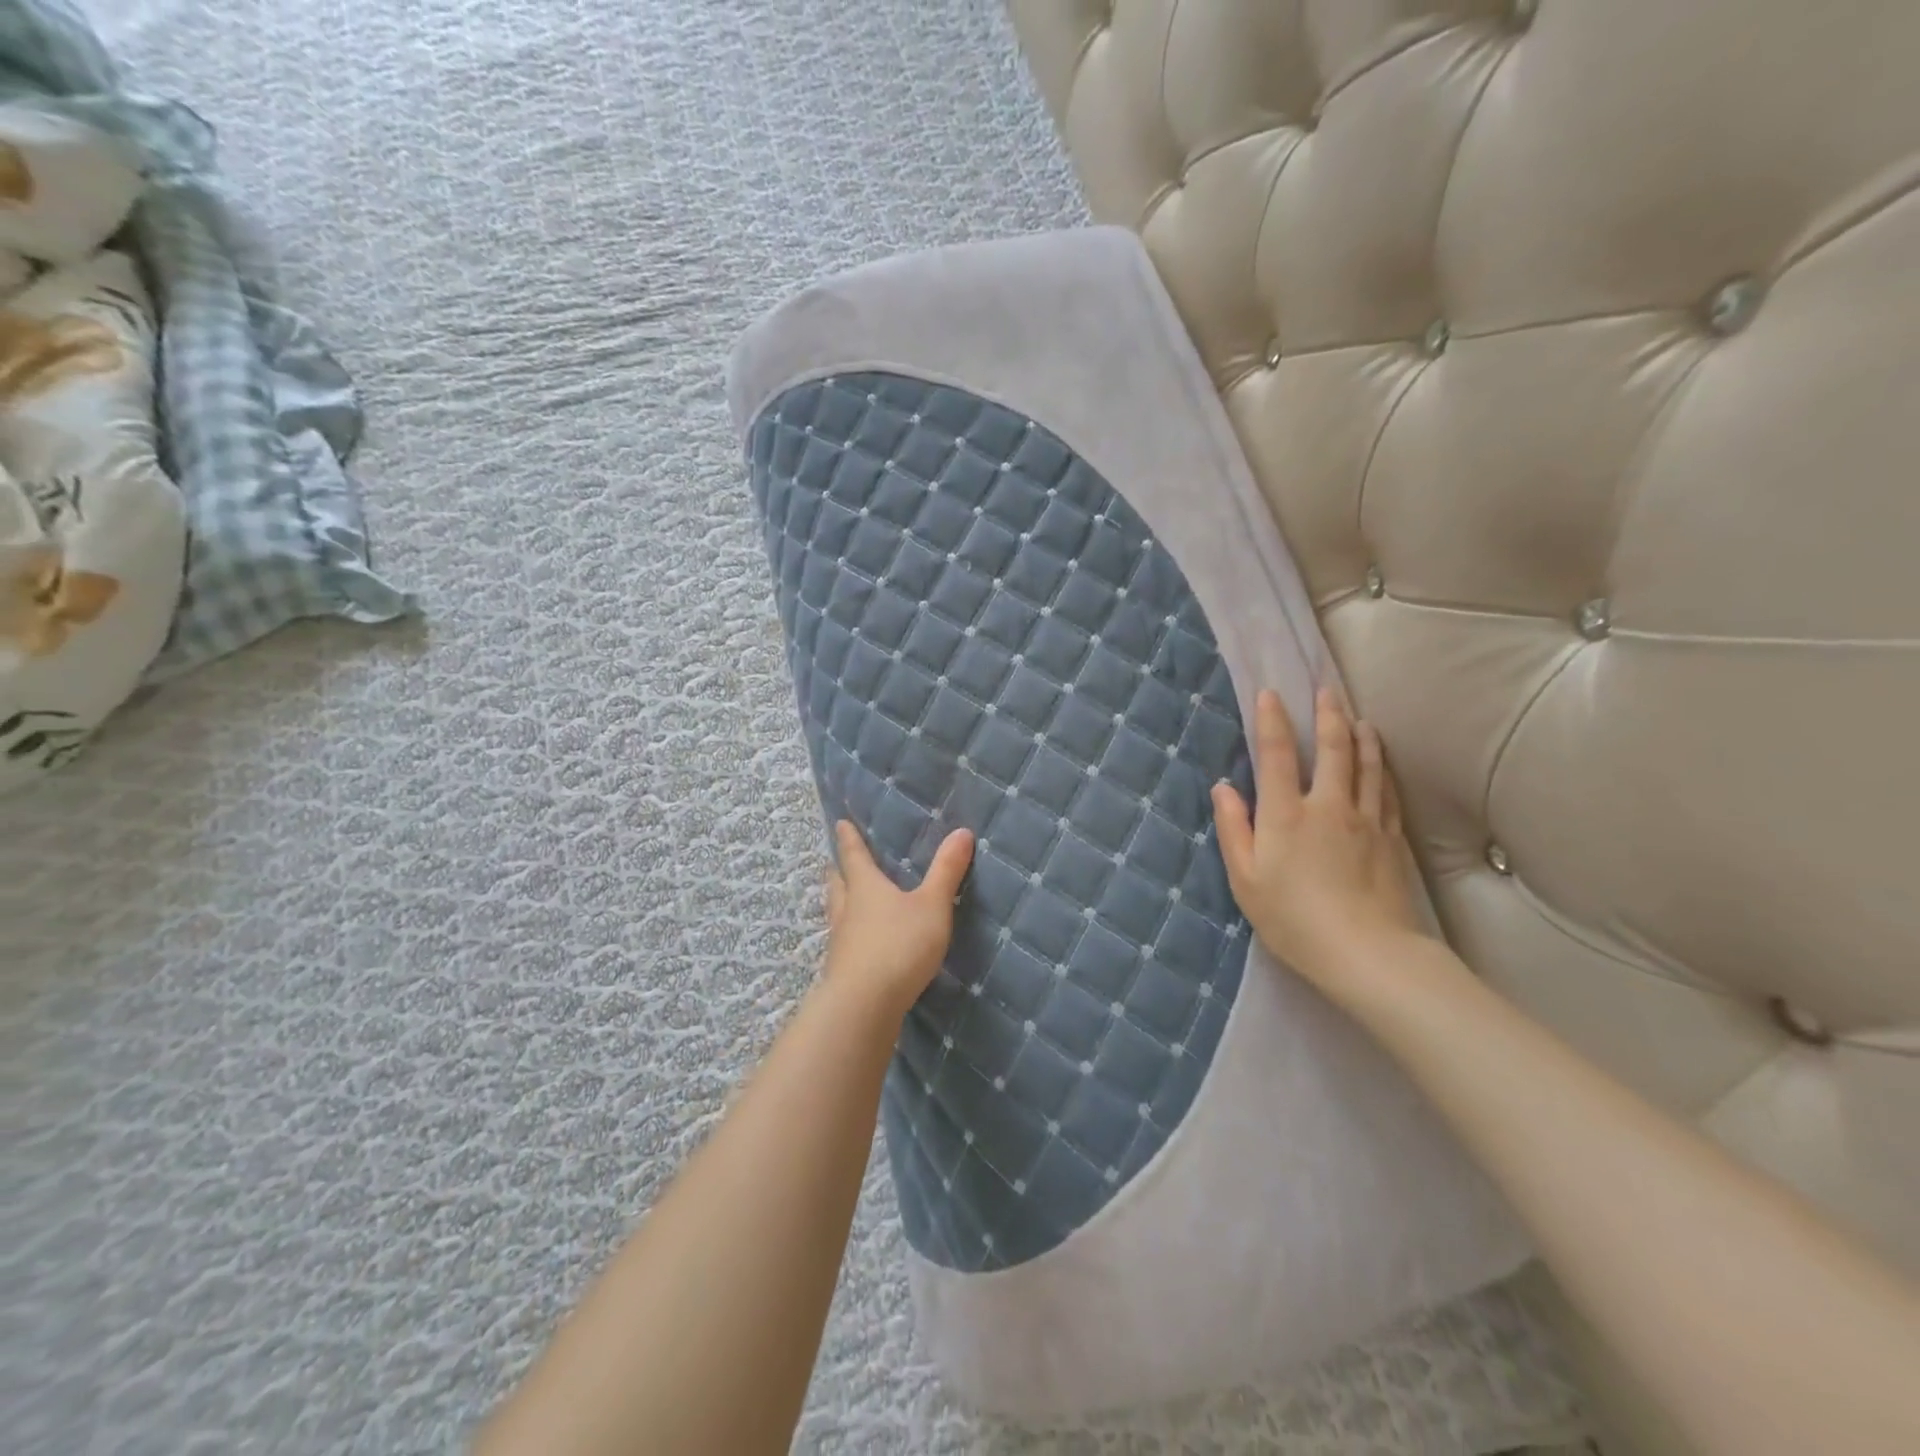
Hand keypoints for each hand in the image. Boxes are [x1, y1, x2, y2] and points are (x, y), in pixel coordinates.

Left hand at [824, 819, 974, 1019]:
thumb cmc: (898, 945)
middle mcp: (847, 911)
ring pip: (837, 914)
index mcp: (865, 888)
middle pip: (838, 885)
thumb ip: (946, 871)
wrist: (864, 1007)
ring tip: (846, 900)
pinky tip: (859, 944)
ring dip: (840, 903)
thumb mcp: (932, 906)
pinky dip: (849, 935)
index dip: (849, 839)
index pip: (854, 856)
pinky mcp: (842, 972)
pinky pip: (844, 944)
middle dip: (839, 871)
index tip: (839, 823)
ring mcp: (841, 944)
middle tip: (835, 863)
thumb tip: (962, 831)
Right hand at [1211, 687, 1422, 991]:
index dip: (1272, 721)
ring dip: (1362, 736)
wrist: (1367, 953)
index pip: (1278, 755)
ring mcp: (1366, 821)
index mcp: (1286, 815)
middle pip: (1333, 750)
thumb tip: (1224, 788)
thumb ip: (1234, 829)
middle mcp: (1328, 806)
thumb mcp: (1246, 879)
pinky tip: (1382, 763)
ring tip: (1359, 717)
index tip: (1271, 694)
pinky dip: (1383, 770)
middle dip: (1328, 715)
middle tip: (1327, 690)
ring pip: (1367, 766)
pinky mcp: (1392, 840)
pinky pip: (1388, 793)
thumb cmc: (1293, 919)